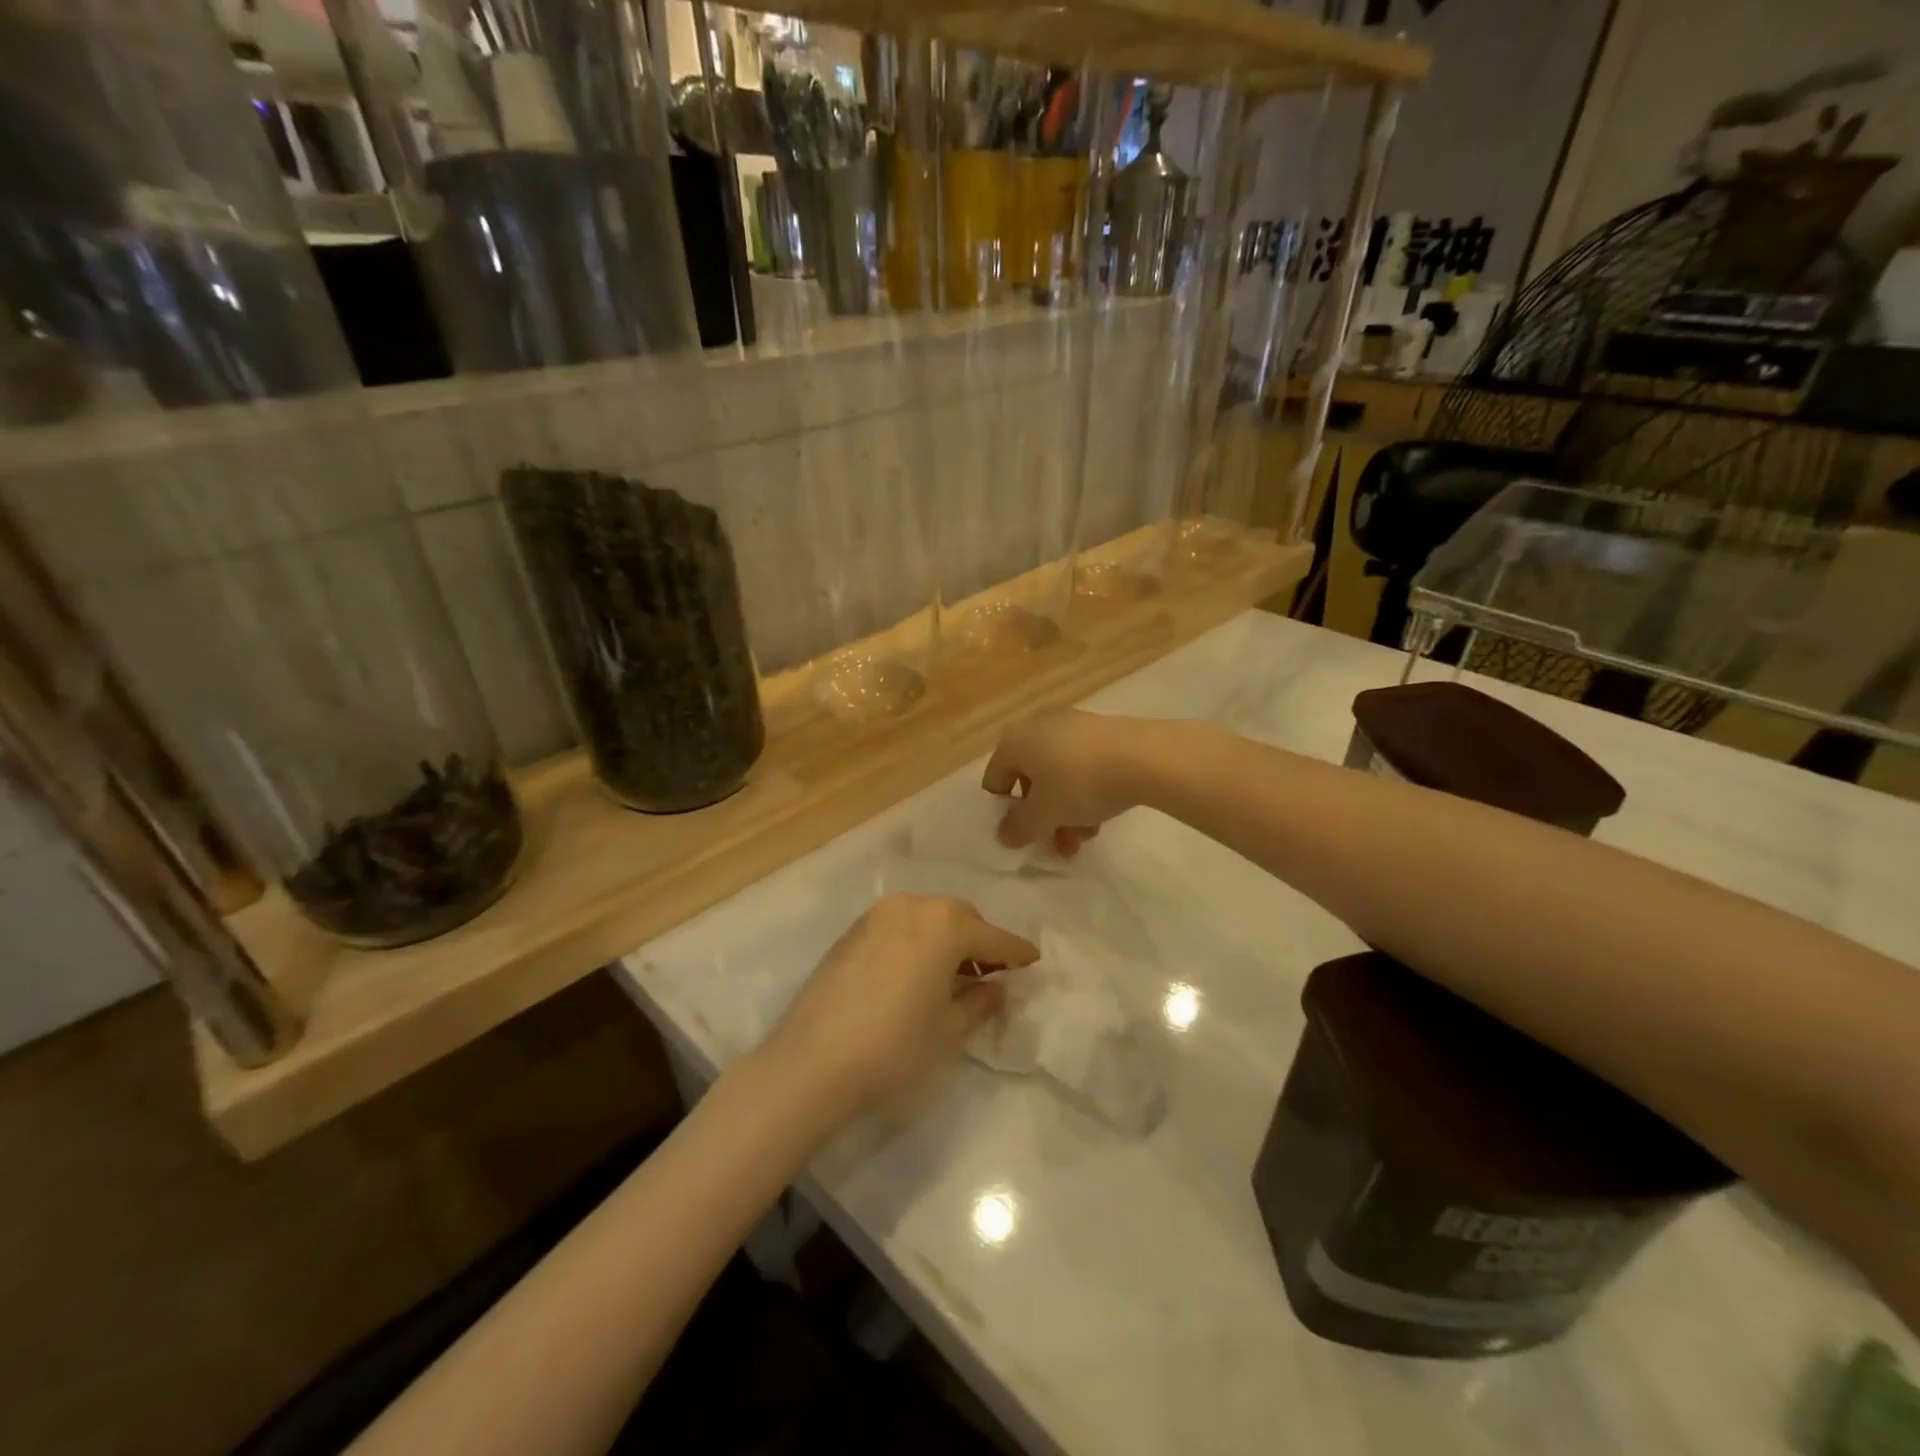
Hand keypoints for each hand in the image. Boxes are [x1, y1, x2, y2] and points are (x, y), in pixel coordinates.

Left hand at [763, 894, 1037, 1120]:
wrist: (811, 1063)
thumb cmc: (894, 1047)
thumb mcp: (949, 1030)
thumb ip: (980, 1003)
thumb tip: (996, 987)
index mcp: (944, 925)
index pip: (993, 937)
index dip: (1016, 952)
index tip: (1034, 961)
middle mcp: (912, 906)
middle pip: (960, 917)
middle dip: (980, 940)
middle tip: (991, 973)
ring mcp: (877, 915)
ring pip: (927, 917)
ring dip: (947, 938)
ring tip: (953, 975)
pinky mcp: (852, 931)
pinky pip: (900, 926)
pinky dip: (917, 940)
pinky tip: (916, 972)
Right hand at [982, 709, 1156, 853]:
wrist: (1144, 756)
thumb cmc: (1079, 783)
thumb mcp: (1044, 815)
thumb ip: (1019, 828)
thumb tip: (1005, 834)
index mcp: (1013, 741)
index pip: (994, 781)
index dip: (1006, 813)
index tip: (1026, 835)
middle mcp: (1037, 725)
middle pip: (1029, 780)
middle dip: (1042, 816)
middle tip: (1059, 843)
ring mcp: (1071, 723)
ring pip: (1058, 774)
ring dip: (1065, 809)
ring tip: (1085, 837)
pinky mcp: (1101, 729)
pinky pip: (1081, 763)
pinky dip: (1085, 789)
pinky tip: (1103, 814)